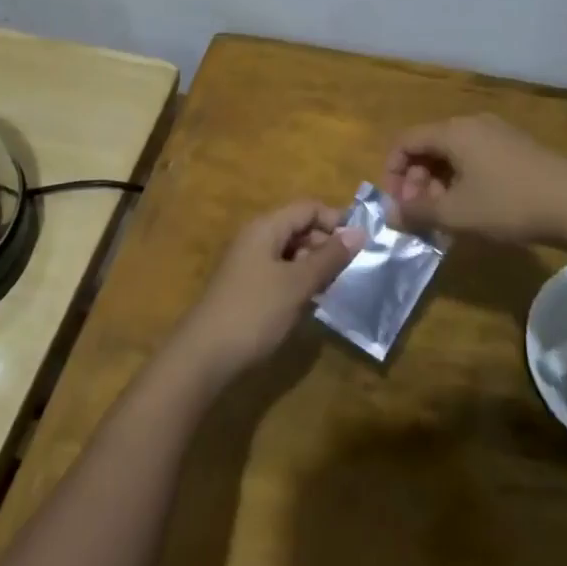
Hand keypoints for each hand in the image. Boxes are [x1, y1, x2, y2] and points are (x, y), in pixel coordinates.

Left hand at [177, 200, 366, 376]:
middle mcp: (256, 239)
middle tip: (353, 270)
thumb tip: (359, 232)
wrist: (204, 357)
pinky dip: (300, 282)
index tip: (362, 245)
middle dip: (328, 245)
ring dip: (316, 266)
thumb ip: (329, 257)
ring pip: (292, 253)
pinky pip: (281, 274)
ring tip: (338, 288)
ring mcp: (250, 265)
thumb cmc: (254, 312)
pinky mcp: (248, 289)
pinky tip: (314, 303)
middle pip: (300, 228)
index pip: (308, 208)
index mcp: (266, 228)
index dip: (336, 220)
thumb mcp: (297, 283)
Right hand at [382, 114, 566, 243]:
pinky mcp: (517, 148)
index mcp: (453, 131)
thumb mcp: (456, 214)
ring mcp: (499, 133)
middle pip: (429, 145)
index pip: (406, 140)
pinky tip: (474, 208)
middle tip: (422, 213)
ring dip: (440, 182)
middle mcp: (473, 124)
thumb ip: (418, 212)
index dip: (392, 171)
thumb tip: (390, 214)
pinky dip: (464, 179)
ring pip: (454, 153)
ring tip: (446, 215)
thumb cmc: (508, 204)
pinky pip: (476, 157)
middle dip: (417, 180)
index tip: (398, 204)